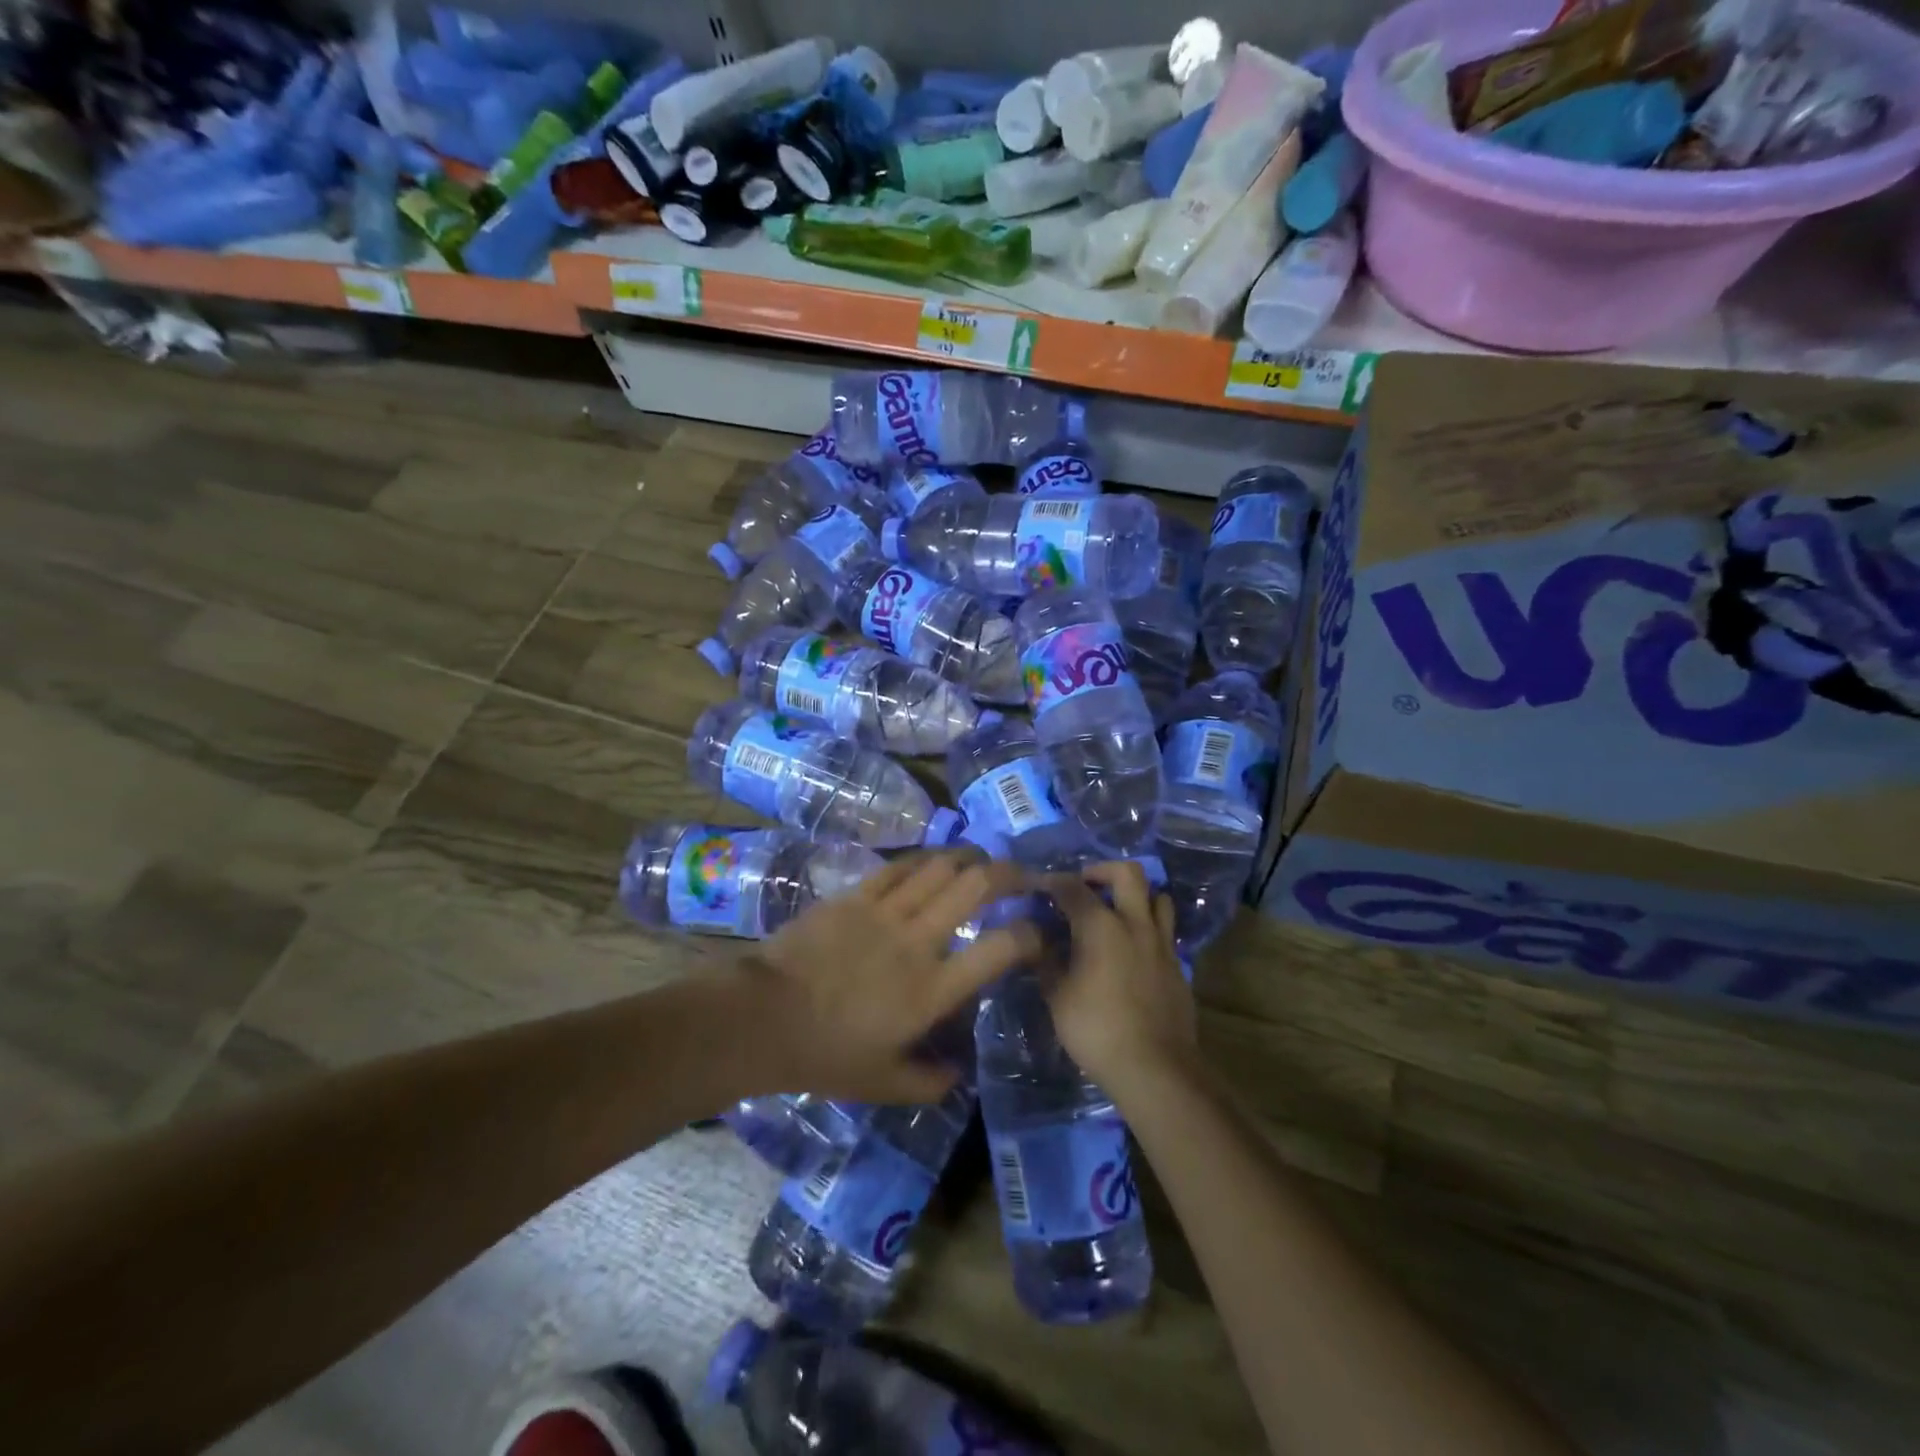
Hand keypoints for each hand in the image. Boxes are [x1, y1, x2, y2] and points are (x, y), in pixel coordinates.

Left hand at [732, 850, 1039, 1103]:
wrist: (762, 1018)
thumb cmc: (826, 1054)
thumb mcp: (884, 1084)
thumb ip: (930, 1082)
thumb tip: (960, 1074)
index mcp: (933, 990)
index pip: (1001, 949)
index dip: (1031, 934)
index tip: (1039, 931)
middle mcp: (919, 941)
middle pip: (976, 887)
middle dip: (1009, 873)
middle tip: (1023, 874)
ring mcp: (885, 912)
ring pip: (939, 866)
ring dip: (968, 858)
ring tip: (982, 859)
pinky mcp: (855, 896)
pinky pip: (898, 867)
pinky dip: (923, 859)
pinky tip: (933, 860)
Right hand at [1042, 862, 1195, 1090]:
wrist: (1154, 1067)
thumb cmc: (1096, 1029)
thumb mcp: (1057, 996)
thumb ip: (1047, 961)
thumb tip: (1038, 940)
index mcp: (1100, 926)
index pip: (1073, 888)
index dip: (1053, 882)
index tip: (1040, 886)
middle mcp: (1135, 924)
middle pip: (1127, 873)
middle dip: (1102, 870)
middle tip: (1085, 885)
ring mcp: (1161, 944)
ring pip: (1157, 897)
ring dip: (1136, 896)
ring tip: (1117, 912)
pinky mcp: (1178, 966)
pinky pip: (1166, 931)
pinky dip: (1149, 928)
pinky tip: (1133, 950)